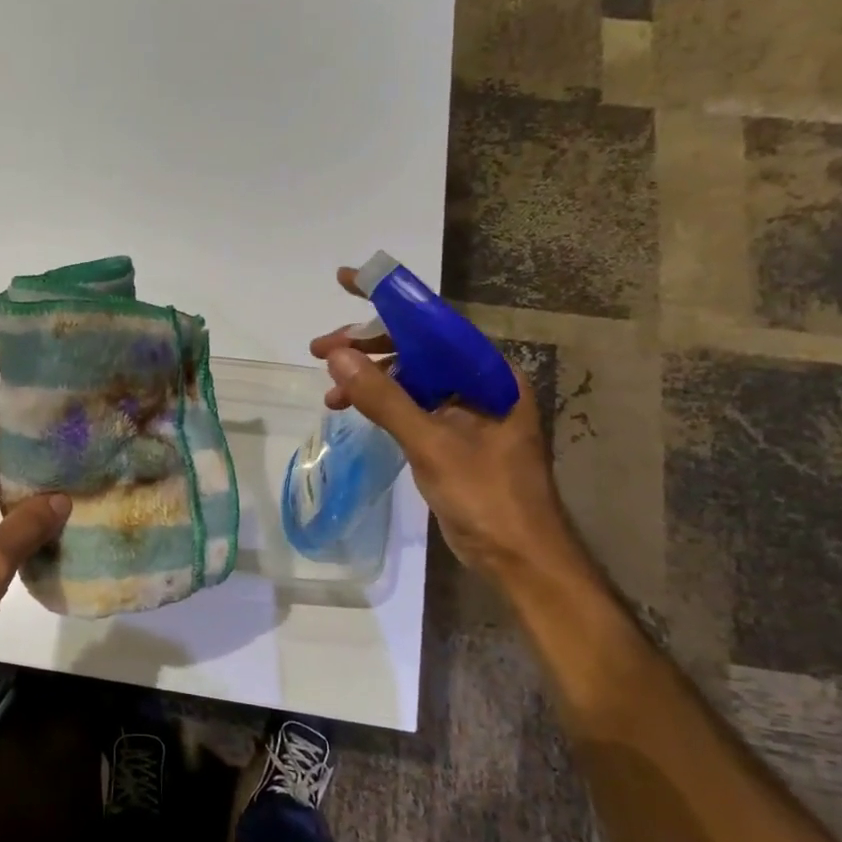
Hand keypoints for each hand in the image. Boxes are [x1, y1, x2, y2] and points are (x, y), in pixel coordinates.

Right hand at [308, 266, 574, 581]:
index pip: (435, 322)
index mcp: (491, 375)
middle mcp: (481, 385)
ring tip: (330, 391)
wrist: (521, 559)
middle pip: (420, 348)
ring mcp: (468, 413)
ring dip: (371, 379)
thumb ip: (385, 399)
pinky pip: (413, 406)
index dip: (390, 301)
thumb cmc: (488, 497)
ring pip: (412, 378)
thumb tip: (338, 357)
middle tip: (320, 350)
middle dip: (369, 346)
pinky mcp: (454, 438)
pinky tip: (355, 410)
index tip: (347, 281)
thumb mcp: (432, 444)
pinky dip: (383, 404)